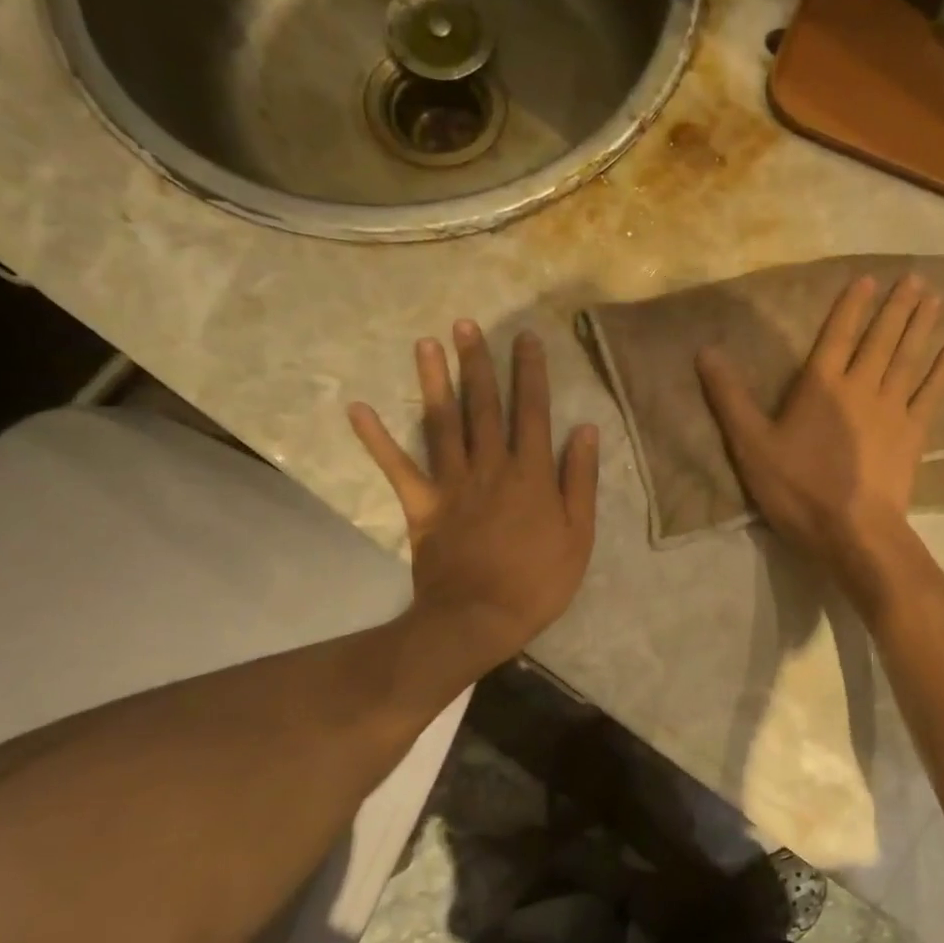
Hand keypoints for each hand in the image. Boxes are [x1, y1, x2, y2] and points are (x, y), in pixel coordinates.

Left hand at [350, 322, 598, 668]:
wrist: (479, 618)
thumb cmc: (539, 581)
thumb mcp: (579, 535)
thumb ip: (580, 480)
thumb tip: (584, 430)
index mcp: (532, 475)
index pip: (533, 412)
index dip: (530, 374)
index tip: (526, 339)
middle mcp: (491, 467)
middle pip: (484, 407)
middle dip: (478, 363)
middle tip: (466, 324)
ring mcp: (453, 484)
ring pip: (443, 423)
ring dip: (434, 382)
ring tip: (426, 343)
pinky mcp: (423, 505)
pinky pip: (398, 467)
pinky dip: (377, 439)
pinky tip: (358, 408)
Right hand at [696, 274, 943, 597]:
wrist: (852, 530)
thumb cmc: (798, 488)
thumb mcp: (751, 445)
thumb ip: (729, 398)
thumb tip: (705, 352)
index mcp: (822, 386)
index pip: (837, 335)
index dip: (851, 306)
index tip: (868, 279)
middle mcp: (861, 386)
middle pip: (882, 339)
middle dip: (897, 306)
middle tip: (916, 277)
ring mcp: (893, 409)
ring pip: (909, 358)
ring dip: (923, 326)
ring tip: (937, 297)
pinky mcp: (914, 434)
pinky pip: (932, 393)